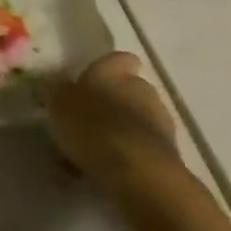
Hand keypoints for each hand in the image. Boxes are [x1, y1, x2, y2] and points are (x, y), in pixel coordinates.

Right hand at [47, 52, 181, 193]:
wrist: (138, 172)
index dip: (108, 68)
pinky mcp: (170, 152)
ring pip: (138, 118)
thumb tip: (62, 86)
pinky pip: (144, 147)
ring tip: (98, 150)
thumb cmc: (92, 127)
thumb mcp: (60, 105)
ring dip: (123, 129)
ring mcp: (160, 120)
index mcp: (114, 71)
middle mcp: (141, 88)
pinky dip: (131, 154)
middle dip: (115, 101)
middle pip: (130, 88)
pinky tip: (111, 171)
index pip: (118, 58)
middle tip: (91, 119)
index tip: (93, 80)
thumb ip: (61, 92)